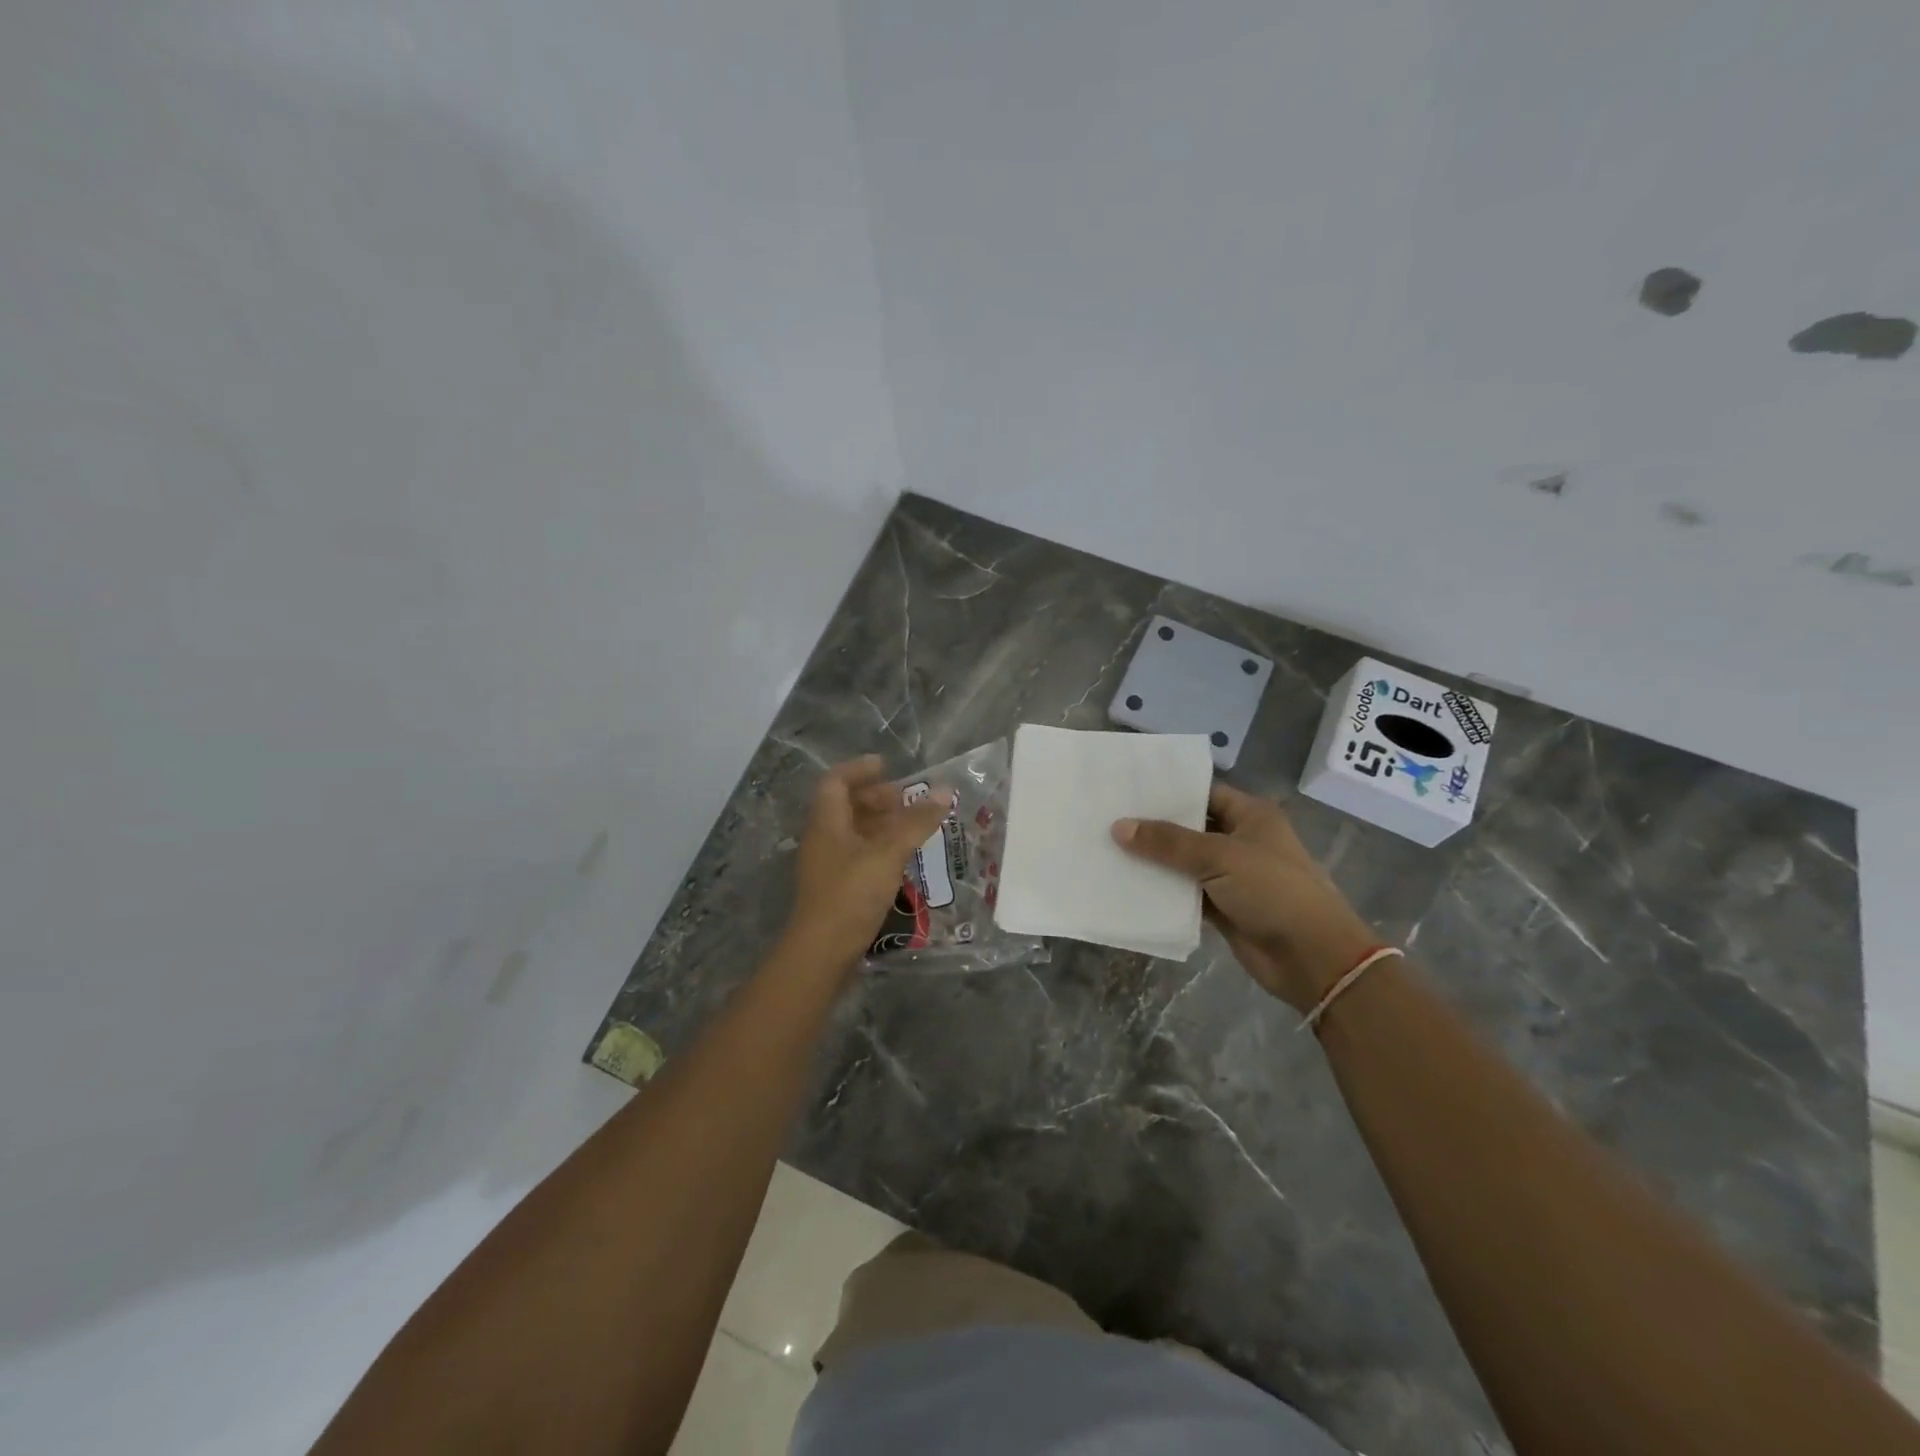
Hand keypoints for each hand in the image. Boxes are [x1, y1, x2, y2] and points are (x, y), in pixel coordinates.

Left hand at [783, 755, 955, 969]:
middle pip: (846, 805)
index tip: (888, 766)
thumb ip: (916, 822)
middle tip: (907, 799)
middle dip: (876, 797)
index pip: (836, 781)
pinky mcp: (837, 887)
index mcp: (826, 822)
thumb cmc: (851, 894)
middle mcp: (823, 838)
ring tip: (913, 826)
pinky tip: (903, 857)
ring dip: (881, 823)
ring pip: (854, 831)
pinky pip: (859, 854)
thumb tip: (944, 791)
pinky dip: (880, 847)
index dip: (859, 769)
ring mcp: (828, 864)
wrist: (822, 952)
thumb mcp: (888, 853)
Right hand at [1113, 783, 1378, 1009]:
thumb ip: (1168, 842)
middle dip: (1153, 826)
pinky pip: (1185, 893)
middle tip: (1107, 817)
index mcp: (1250, 815)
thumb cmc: (1273, 891)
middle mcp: (1240, 840)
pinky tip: (1127, 885)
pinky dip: (1162, 891)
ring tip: (1106, 848)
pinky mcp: (1222, 907)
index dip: (1168, 791)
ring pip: (1184, 862)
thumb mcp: (1220, 857)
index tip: (1127, 789)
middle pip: (1189, 827)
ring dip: (1153, 861)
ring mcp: (1231, 876)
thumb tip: (1119, 827)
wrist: (1313, 958)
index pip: (1203, 792)